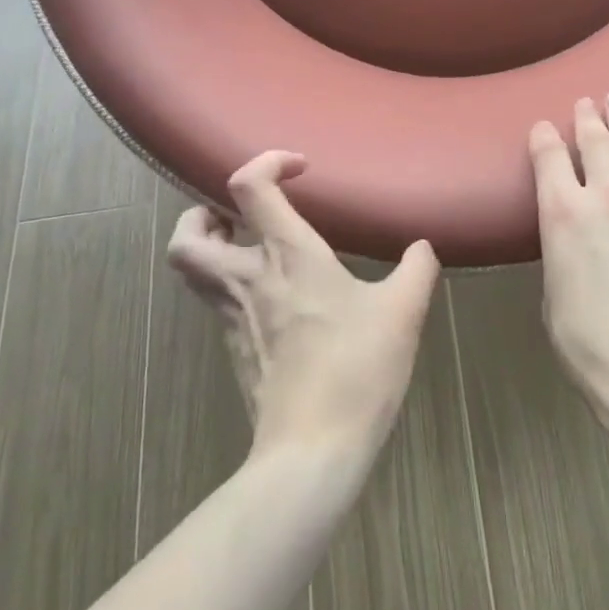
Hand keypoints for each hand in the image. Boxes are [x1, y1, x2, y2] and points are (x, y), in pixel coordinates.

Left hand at [167, 151, 439, 470]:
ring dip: (208, 248)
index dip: (267, 162)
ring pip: (191, 271)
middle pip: (186, 236)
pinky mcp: (234, 348)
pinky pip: (215, 302)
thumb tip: (422, 248)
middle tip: (235, 216)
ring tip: (246, 247)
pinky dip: (230, 285)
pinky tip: (270, 298)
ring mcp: (232, 317)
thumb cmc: (358, 368)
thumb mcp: (403, 312)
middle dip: (200, 215)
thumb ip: (416, 270)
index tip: (300, 169)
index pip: (249, 186)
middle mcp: (248, 278)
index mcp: (287, 255)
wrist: (314, 448)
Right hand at [530, 95, 608, 446]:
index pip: (549, 159)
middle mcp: (605, 198)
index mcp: (561, 214)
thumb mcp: (553, 297)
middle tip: (587, 101)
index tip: (543, 127)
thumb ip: (562, 259)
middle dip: (588, 119)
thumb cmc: (588, 342)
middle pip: (596, 144)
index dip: (544, 138)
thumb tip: (573, 250)